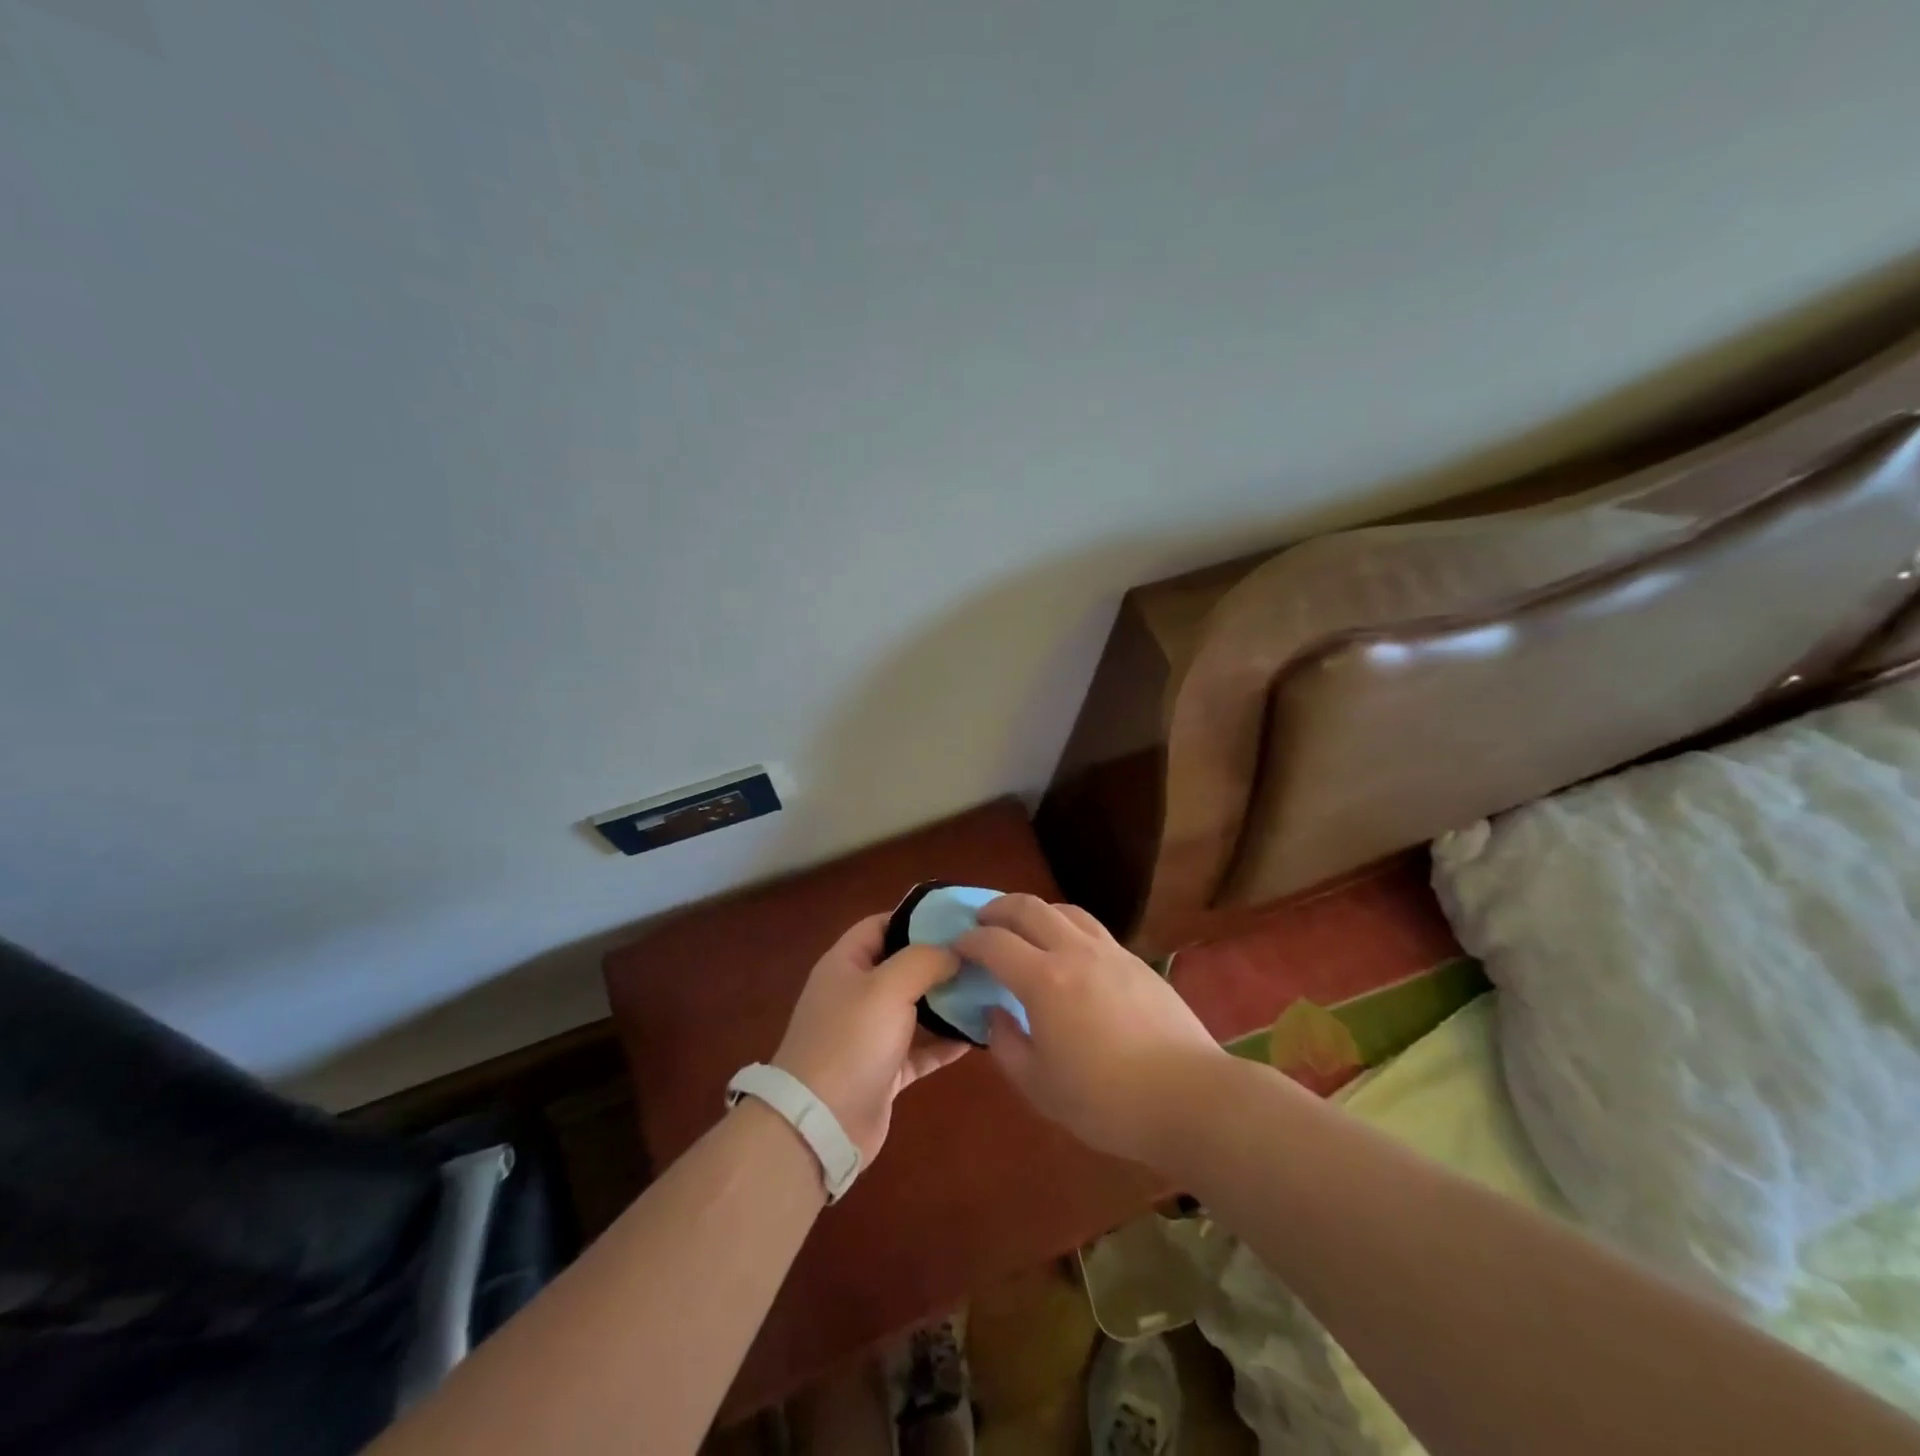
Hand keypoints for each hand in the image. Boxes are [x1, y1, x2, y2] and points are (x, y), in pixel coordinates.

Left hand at [771, 914, 971, 1163]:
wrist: (820, 1125)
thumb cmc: (851, 1040)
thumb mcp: (888, 986)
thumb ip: (924, 959)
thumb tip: (954, 951)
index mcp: (846, 964)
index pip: (881, 924)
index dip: (917, 917)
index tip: (958, 917)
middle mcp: (856, 994)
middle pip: (902, 966)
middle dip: (940, 959)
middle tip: (983, 954)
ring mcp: (869, 1034)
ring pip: (915, 1008)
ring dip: (947, 1001)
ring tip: (988, 989)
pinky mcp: (884, 1070)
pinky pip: (921, 1049)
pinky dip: (946, 1042)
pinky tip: (979, 1035)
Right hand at [955, 895, 1225, 1167]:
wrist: (1189, 1097)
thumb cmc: (1107, 1101)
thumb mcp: (1040, 1086)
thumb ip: (1007, 1045)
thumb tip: (995, 1014)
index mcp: (1044, 981)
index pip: (994, 943)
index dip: (969, 941)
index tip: (955, 947)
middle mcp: (1074, 952)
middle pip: (1029, 908)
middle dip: (998, 909)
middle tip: (982, 922)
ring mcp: (1110, 952)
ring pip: (1065, 910)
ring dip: (1036, 912)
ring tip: (1025, 928)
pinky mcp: (1136, 962)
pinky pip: (1092, 928)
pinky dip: (1068, 926)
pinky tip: (1069, 951)